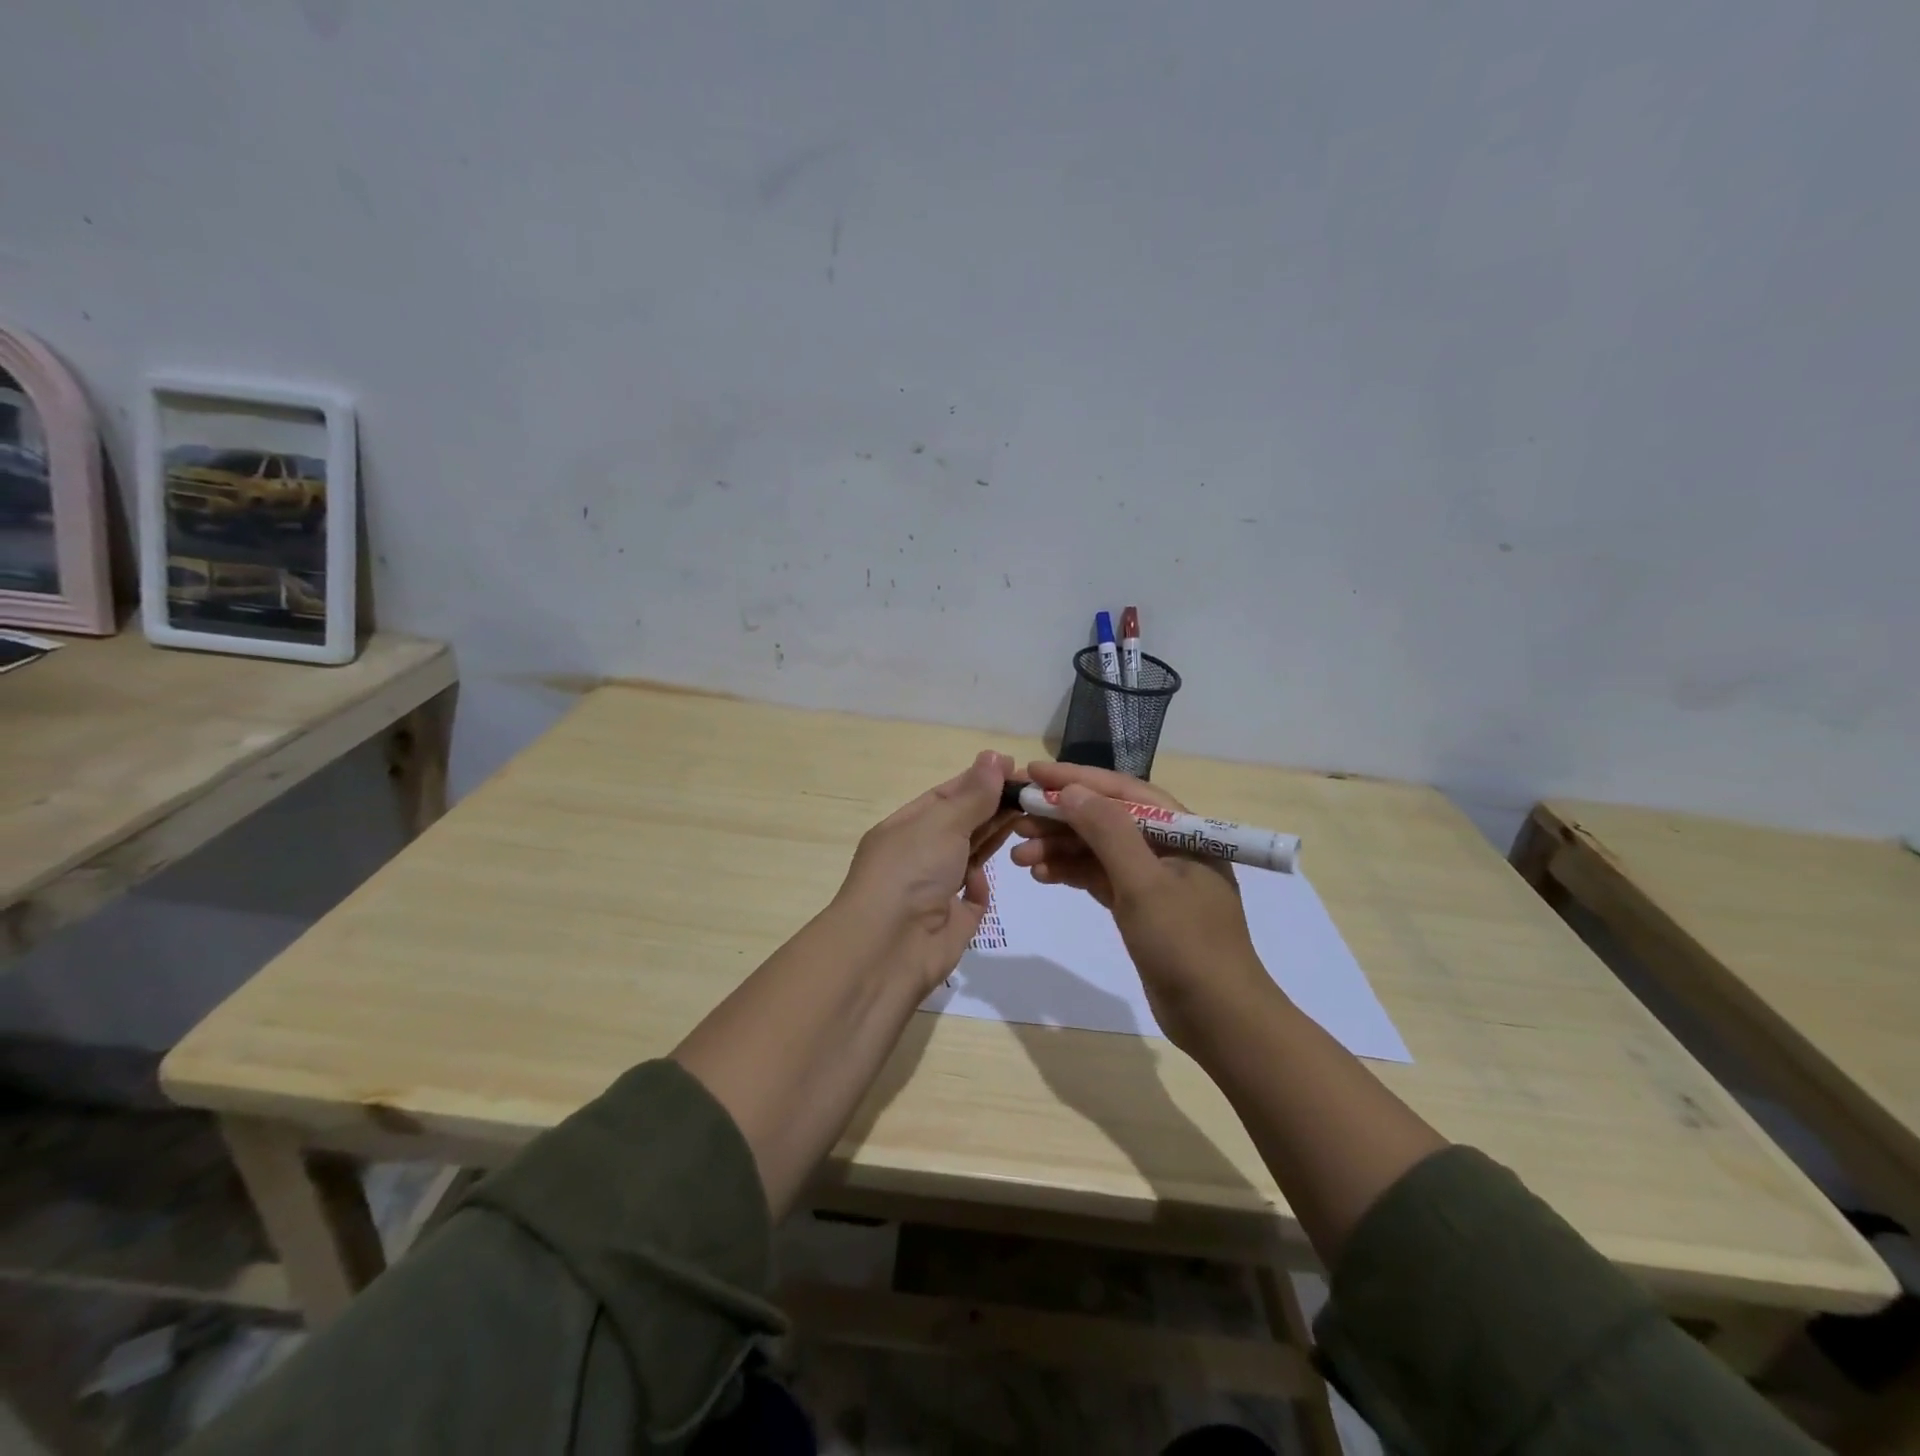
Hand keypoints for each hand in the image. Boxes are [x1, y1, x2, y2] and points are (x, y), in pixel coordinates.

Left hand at [836, 750, 1016, 995]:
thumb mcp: (942, 824)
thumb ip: (974, 795)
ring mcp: (935, 888)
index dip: (978, 780)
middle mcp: (918, 854)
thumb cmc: (909, 873)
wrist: (888, 949)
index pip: (945, 795)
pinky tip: (988, 876)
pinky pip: (974, 895)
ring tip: (1030, 818)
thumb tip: (995, 756)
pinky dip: (982, 883)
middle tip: (1032, 792)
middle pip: (961, 823)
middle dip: (992, 806)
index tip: (1014, 768)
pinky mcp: (953, 920)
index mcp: (905, 827)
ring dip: (994, 837)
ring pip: (970, 854)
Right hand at [1008, 760, 1273, 1048]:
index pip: (1122, 791)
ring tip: (1018, 854)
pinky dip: (1071, 873)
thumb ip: (1108, 832)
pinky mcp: (1141, 907)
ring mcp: (1154, 878)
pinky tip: (1041, 874)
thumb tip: (1071, 790)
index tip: (1031, 773)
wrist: (1219, 1020)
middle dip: (1060, 817)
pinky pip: (1099, 877)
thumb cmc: (1187, 945)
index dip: (1075, 779)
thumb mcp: (1145, 884)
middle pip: (1106, 818)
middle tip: (1015, 818)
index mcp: (1182, 830)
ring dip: (1059, 848)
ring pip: (1098, 849)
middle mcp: (1168, 846)